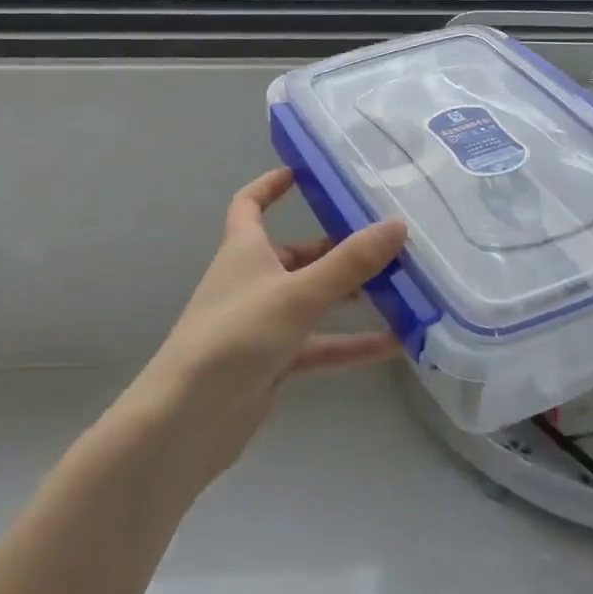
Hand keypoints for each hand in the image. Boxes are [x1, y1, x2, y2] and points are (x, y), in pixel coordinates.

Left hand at [122, 168, 407, 485]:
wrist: (187, 420)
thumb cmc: (236, 337)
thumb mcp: (297, 294)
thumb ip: (349, 264)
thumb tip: (397, 224)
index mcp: (244, 250)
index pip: (250, 204)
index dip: (271, 185)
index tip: (305, 173)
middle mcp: (253, 280)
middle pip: (300, 254)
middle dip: (340, 249)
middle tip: (390, 243)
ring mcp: (264, 323)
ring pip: (315, 300)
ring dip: (354, 296)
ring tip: (405, 287)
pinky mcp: (274, 361)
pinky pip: (320, 344)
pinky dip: (352, 343)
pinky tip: (396, 344)